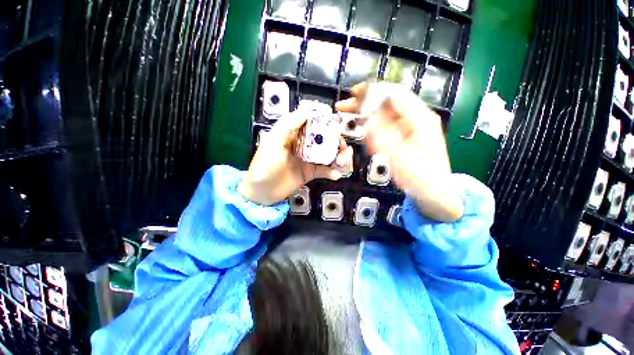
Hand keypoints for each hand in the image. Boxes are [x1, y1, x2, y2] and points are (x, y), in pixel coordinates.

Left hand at [238, 110, 350, 205]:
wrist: (262, 193)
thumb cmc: (264, 166)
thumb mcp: (273, 142)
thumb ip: (287, 125)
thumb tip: (306, 112)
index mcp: (292, 134)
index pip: (311, 122)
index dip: (324, 120)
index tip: (335, 121)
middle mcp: (302, 145)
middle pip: (323, 138)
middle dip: (336, 141)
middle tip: (342, 147)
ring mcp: (307, 159)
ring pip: (327, 154)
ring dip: (338, 156)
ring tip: (342, 162)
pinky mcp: (310, 172)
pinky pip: (324, 170)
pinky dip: (332, 172)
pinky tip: (335, 175)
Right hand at [336, 82, 463, 221]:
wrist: (434, 191)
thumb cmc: (421, 177)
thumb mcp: (399, 158)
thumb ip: (382, 137)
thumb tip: (366, 118)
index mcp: (420, 119)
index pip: (394, 94)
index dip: (372, 91)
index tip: (353, 93)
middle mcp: (416, 118)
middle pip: (387, 101)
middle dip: (365, 102)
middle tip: (345, 106)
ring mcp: (410, 126)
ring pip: (384, 113)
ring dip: (366, 114)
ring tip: (350, 118)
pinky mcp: (405, 135)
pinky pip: (385, 125)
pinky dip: (372, 126)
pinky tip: (363, 130)